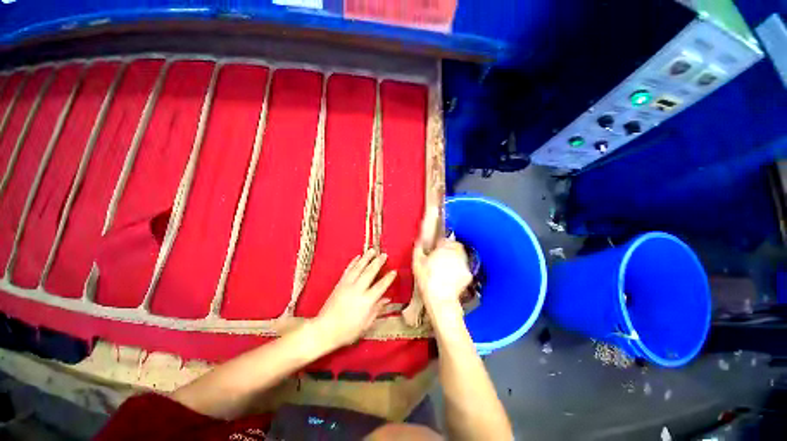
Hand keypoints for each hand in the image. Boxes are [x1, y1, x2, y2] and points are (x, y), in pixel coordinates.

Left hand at [315, 250, 396, 348]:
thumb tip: (387, 299)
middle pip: (370, 272)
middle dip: (378, 262)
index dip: (388, 278)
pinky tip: (358, 257)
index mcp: (366, 301)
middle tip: (384, 255)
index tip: (394, 271)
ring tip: (372, 250)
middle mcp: (358, 290)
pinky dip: (353, 262)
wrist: (324, 329)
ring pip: (359, 268)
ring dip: (366, 258)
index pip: (381, 286)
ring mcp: (347, 285)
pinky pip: (348, 270)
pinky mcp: (340, 284)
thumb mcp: (366, 325)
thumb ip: (377, 310)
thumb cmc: (346, 331)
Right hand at [413, 239, 472, 312]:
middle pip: (455, 245)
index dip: (439, 243)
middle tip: (441, 256)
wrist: (441, 299)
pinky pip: (464, 268)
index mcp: (444, 248)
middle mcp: (456, 253)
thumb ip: (418, 248)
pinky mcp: (468, 274)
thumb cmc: (428, 281)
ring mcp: (464, 264)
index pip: (444, 239)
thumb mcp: (417, 262)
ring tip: (446, 266)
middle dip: (449, 248)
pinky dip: (459, 270)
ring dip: (455, 258)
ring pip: (461, 255)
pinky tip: (451, 276)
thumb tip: (419, 241)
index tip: (436, 248)